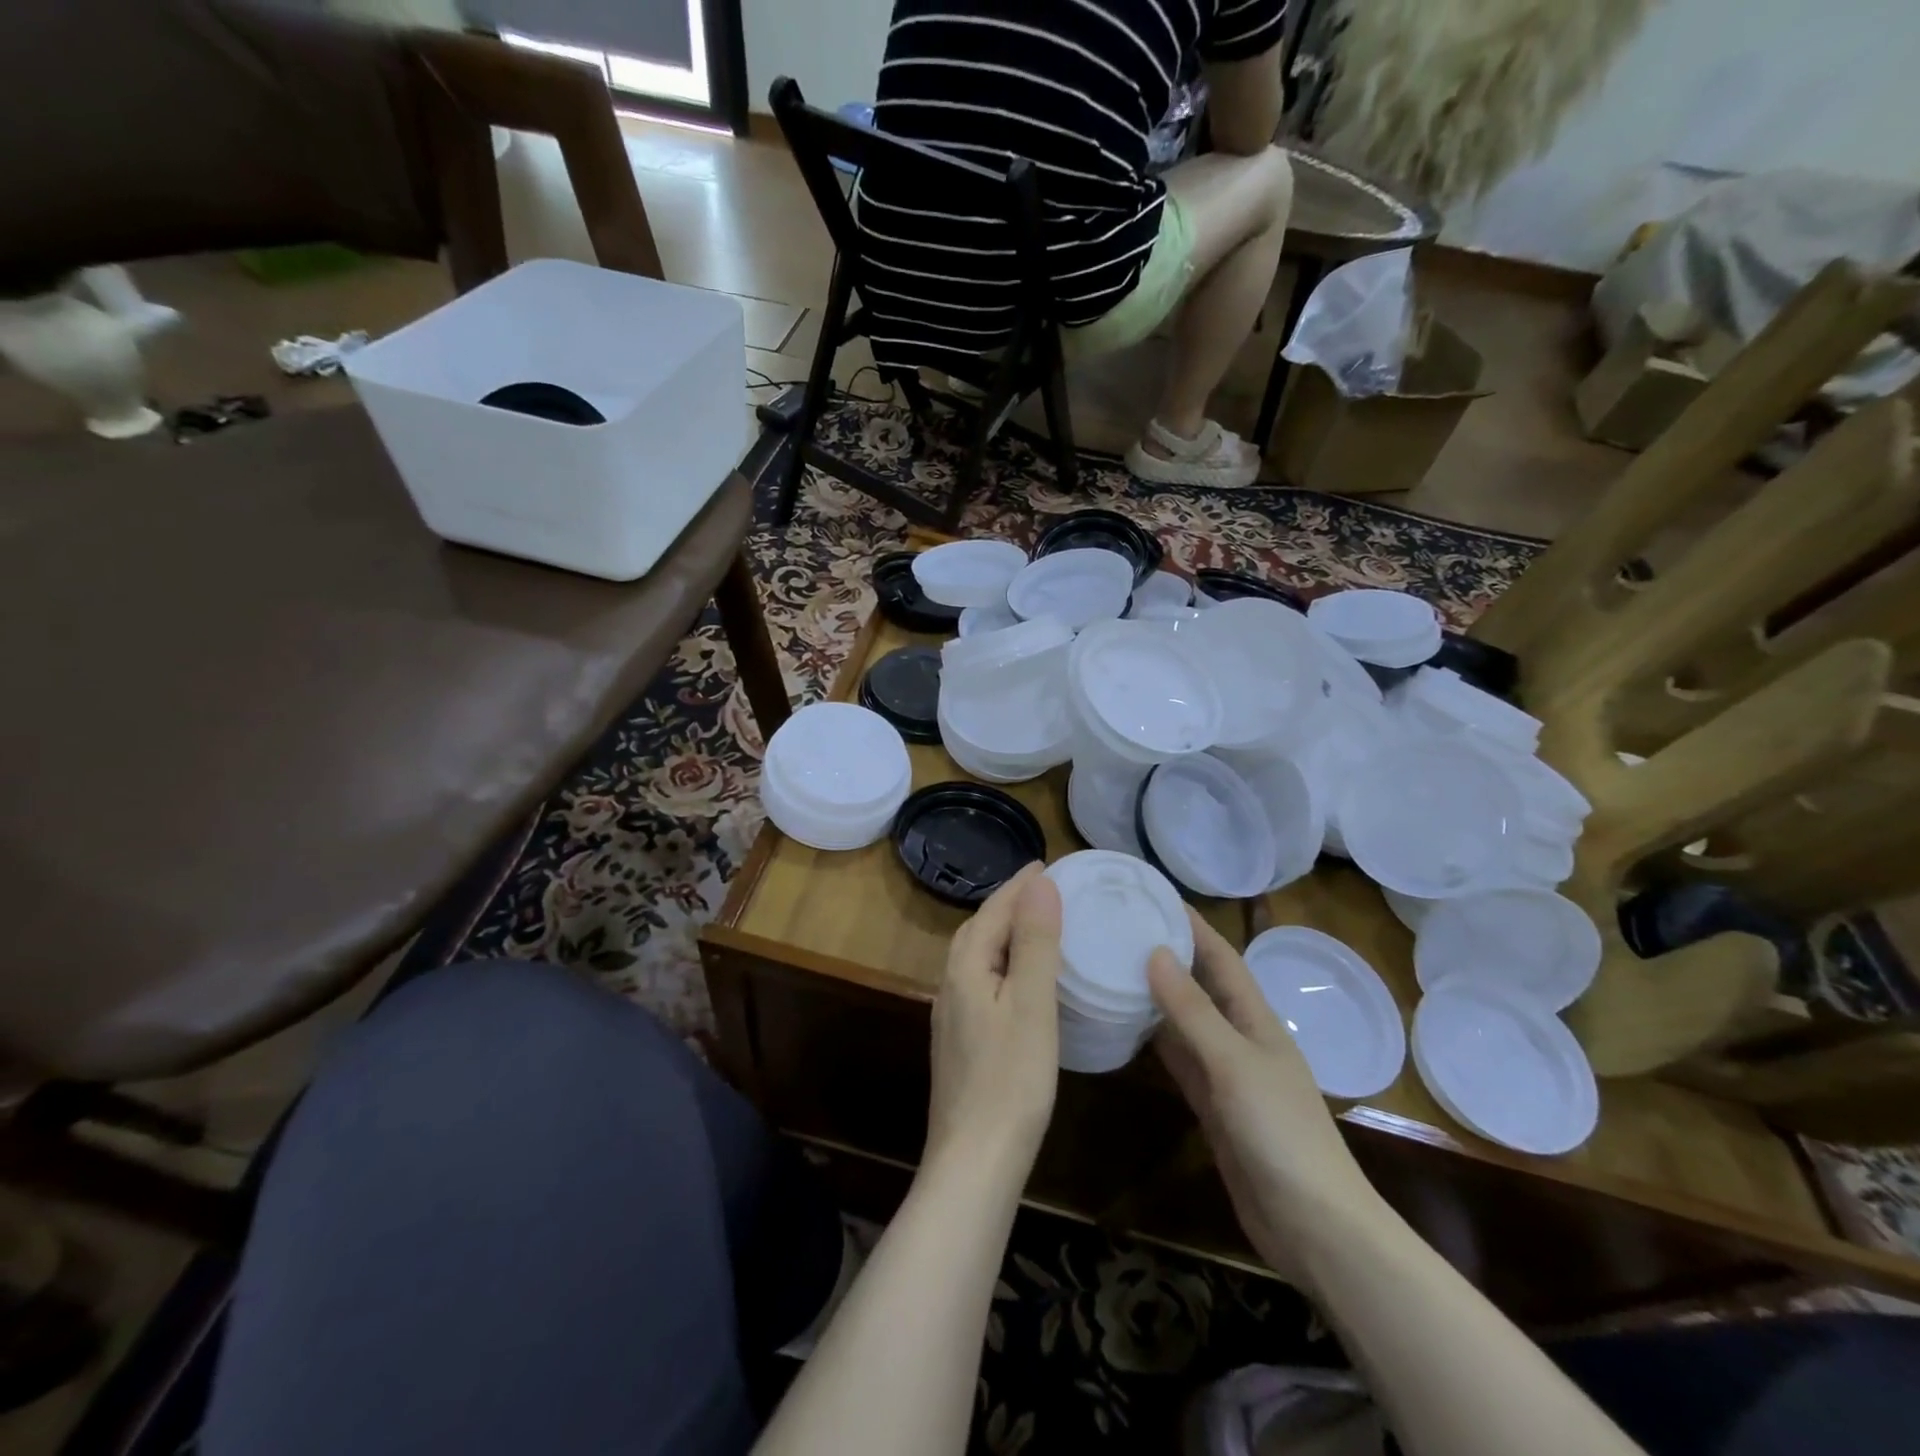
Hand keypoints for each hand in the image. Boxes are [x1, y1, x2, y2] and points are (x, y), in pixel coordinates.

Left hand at [927, 864, 1062, 1179]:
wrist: (975, 1161)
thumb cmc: (1011, 1079)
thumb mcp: (1032, 1004)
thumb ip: (1035, 942)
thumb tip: (1040, 883)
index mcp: (965, 968)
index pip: (992, 910)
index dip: (1019, 885)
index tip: (1047, 863)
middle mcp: (951, 984)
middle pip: (978, 929)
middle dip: (1008, 904)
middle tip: (1044, 890)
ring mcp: (953, 1016)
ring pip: (978, 957)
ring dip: (1005, 933)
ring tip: (1038, 926)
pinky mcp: (962, 1041)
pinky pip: (982, 982)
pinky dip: (1004, 964)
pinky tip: (1022, 982)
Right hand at [1148, 911, 1380, 1278]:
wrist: (1313, 1226)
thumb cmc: (1280, 1132)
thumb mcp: (1233, 1063)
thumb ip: (1192, 1011)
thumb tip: (1155, 951)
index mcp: (1256, 1019)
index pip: (1220, 957)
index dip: (1192, 925)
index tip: (1153, 896)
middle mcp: (1239, 1038)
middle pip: (1199, 985)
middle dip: (1167, 955)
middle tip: (1119, 928)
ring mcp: (1225, 1073)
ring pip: (1184, 1022)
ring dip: (1154, 997)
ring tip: (1112, 967)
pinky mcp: (1210, 1106)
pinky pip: (1177, 1060)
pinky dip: (1154, 1042)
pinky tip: (1124, 1028)